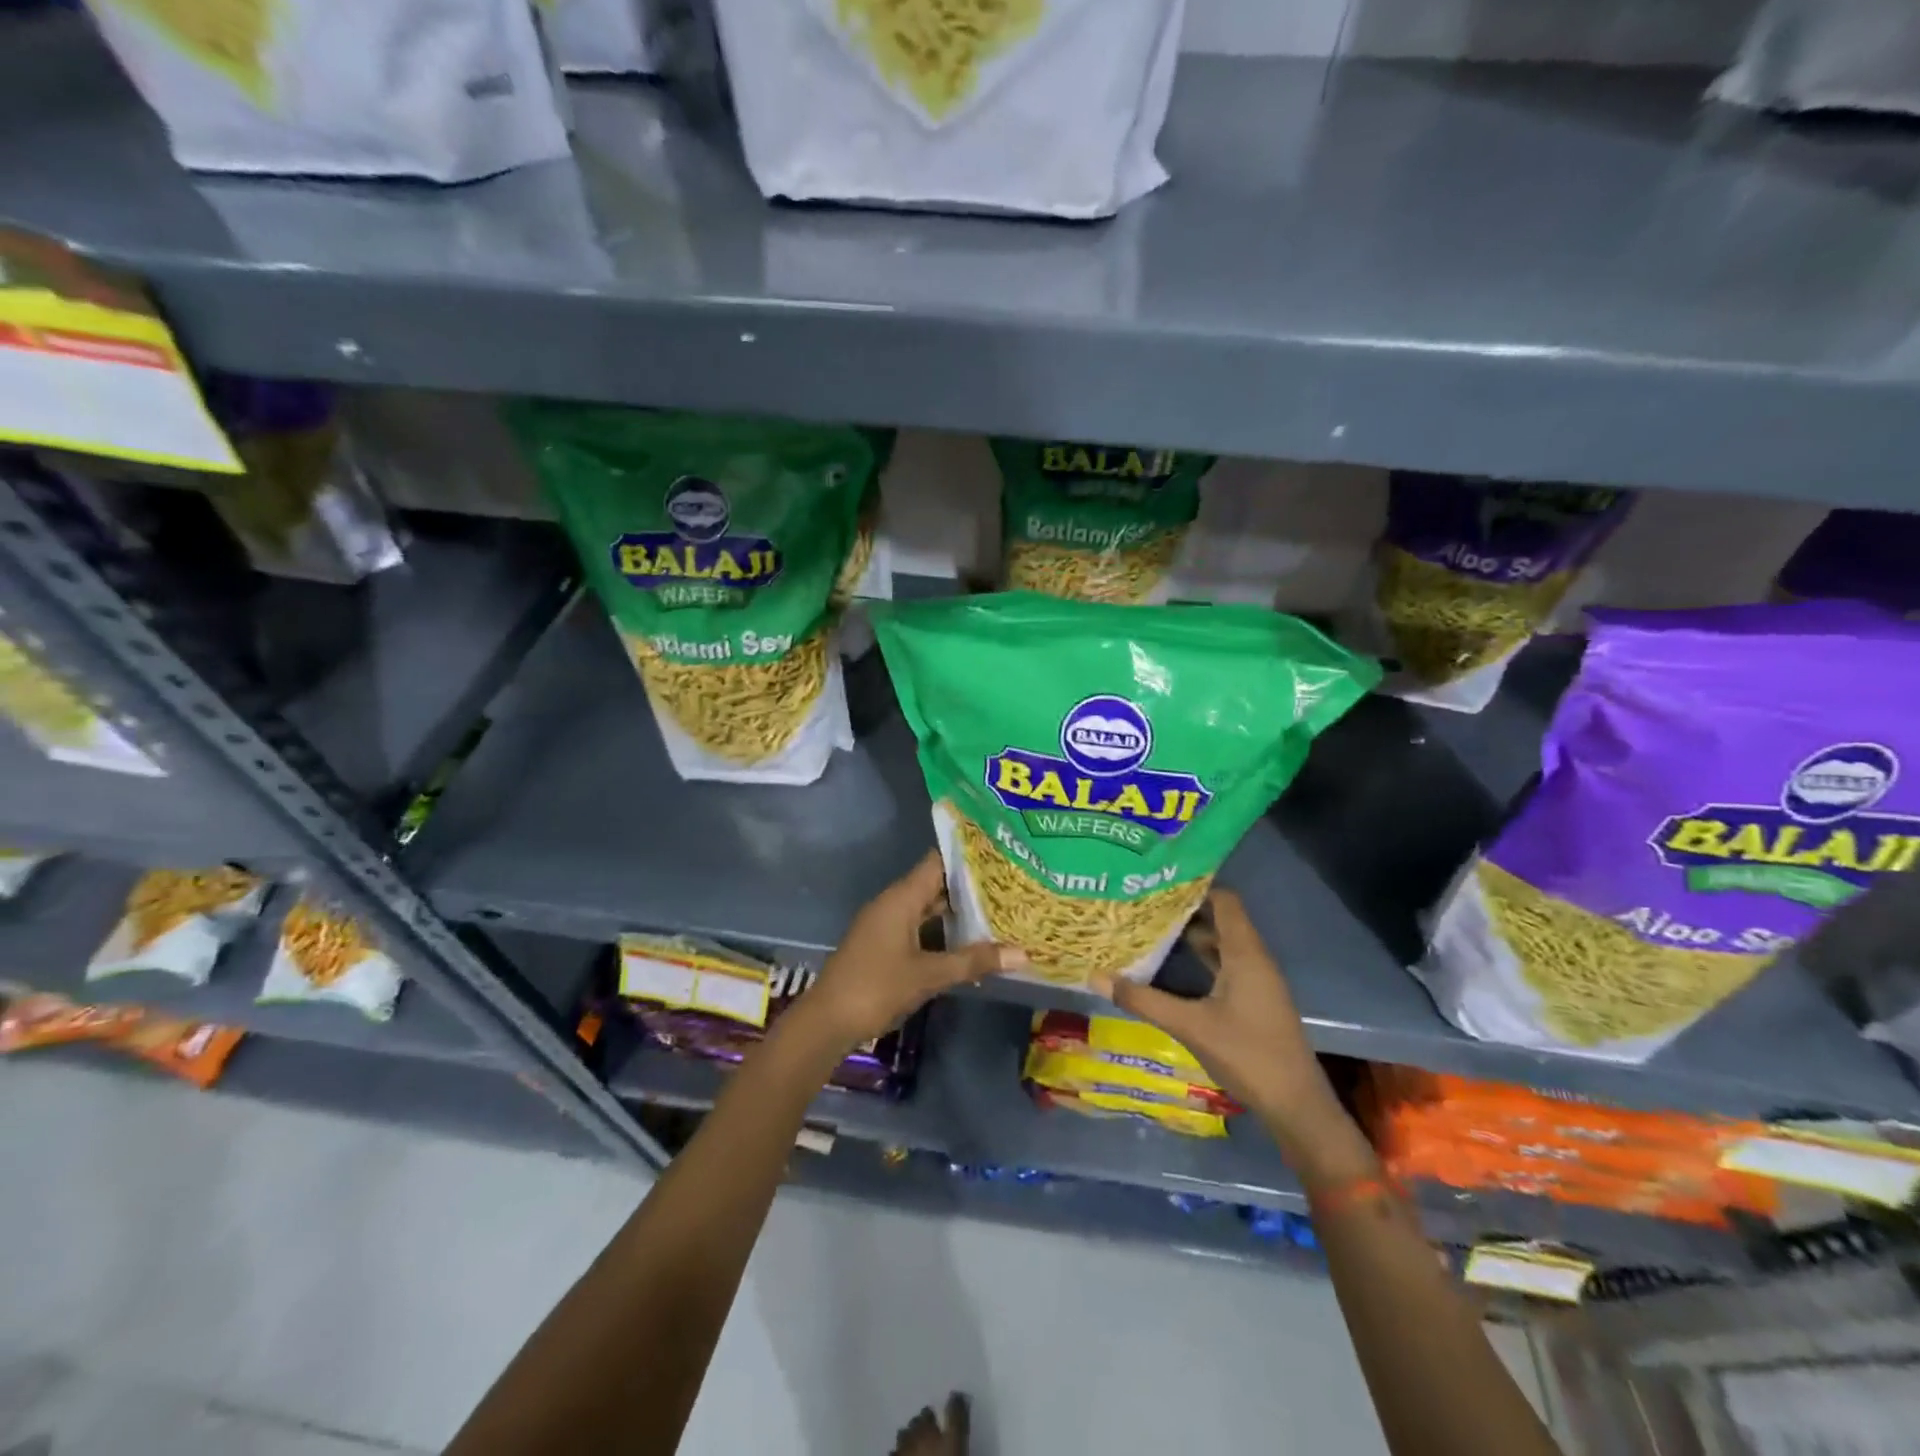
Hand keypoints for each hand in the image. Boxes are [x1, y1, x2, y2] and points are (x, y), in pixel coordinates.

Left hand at [806, 852, 1024, 1046]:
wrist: (826, 1022)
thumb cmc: (876, 988)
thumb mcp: (929, 975)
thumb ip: (974, 961)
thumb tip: (1023, 953)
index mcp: (901, 898)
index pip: (937, 862)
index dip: (966, 856)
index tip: (999, 853)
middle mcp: (892, 904)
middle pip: (934, 884)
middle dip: (968, 886)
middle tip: (1008, 884)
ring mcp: (885, 925)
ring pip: (926, 908)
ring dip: (956, 911)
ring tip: (996, 910)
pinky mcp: (883, 946)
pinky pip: (918, 927)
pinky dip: (941, 931)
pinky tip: (967, 943)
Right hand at [1104, 889, 1363, 1172]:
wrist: (1296, 1106)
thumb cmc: (1247, 1055)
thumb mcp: (1189, 1026)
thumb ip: (1143, 1000)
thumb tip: (1096, 976)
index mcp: (1245, 953)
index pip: (1224, 900)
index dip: (1195, 886)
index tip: (1158, 880)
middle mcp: (1254, 959)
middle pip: (1221, 919)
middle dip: (1185, 910)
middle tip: (1144, 903)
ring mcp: (1257, 981)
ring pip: (1222, 944)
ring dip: (1191, 936)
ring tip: (1151, 929)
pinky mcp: (1254, 1000)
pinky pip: (1225, 965)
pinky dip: (1201, 960)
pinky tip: (1172, 968)